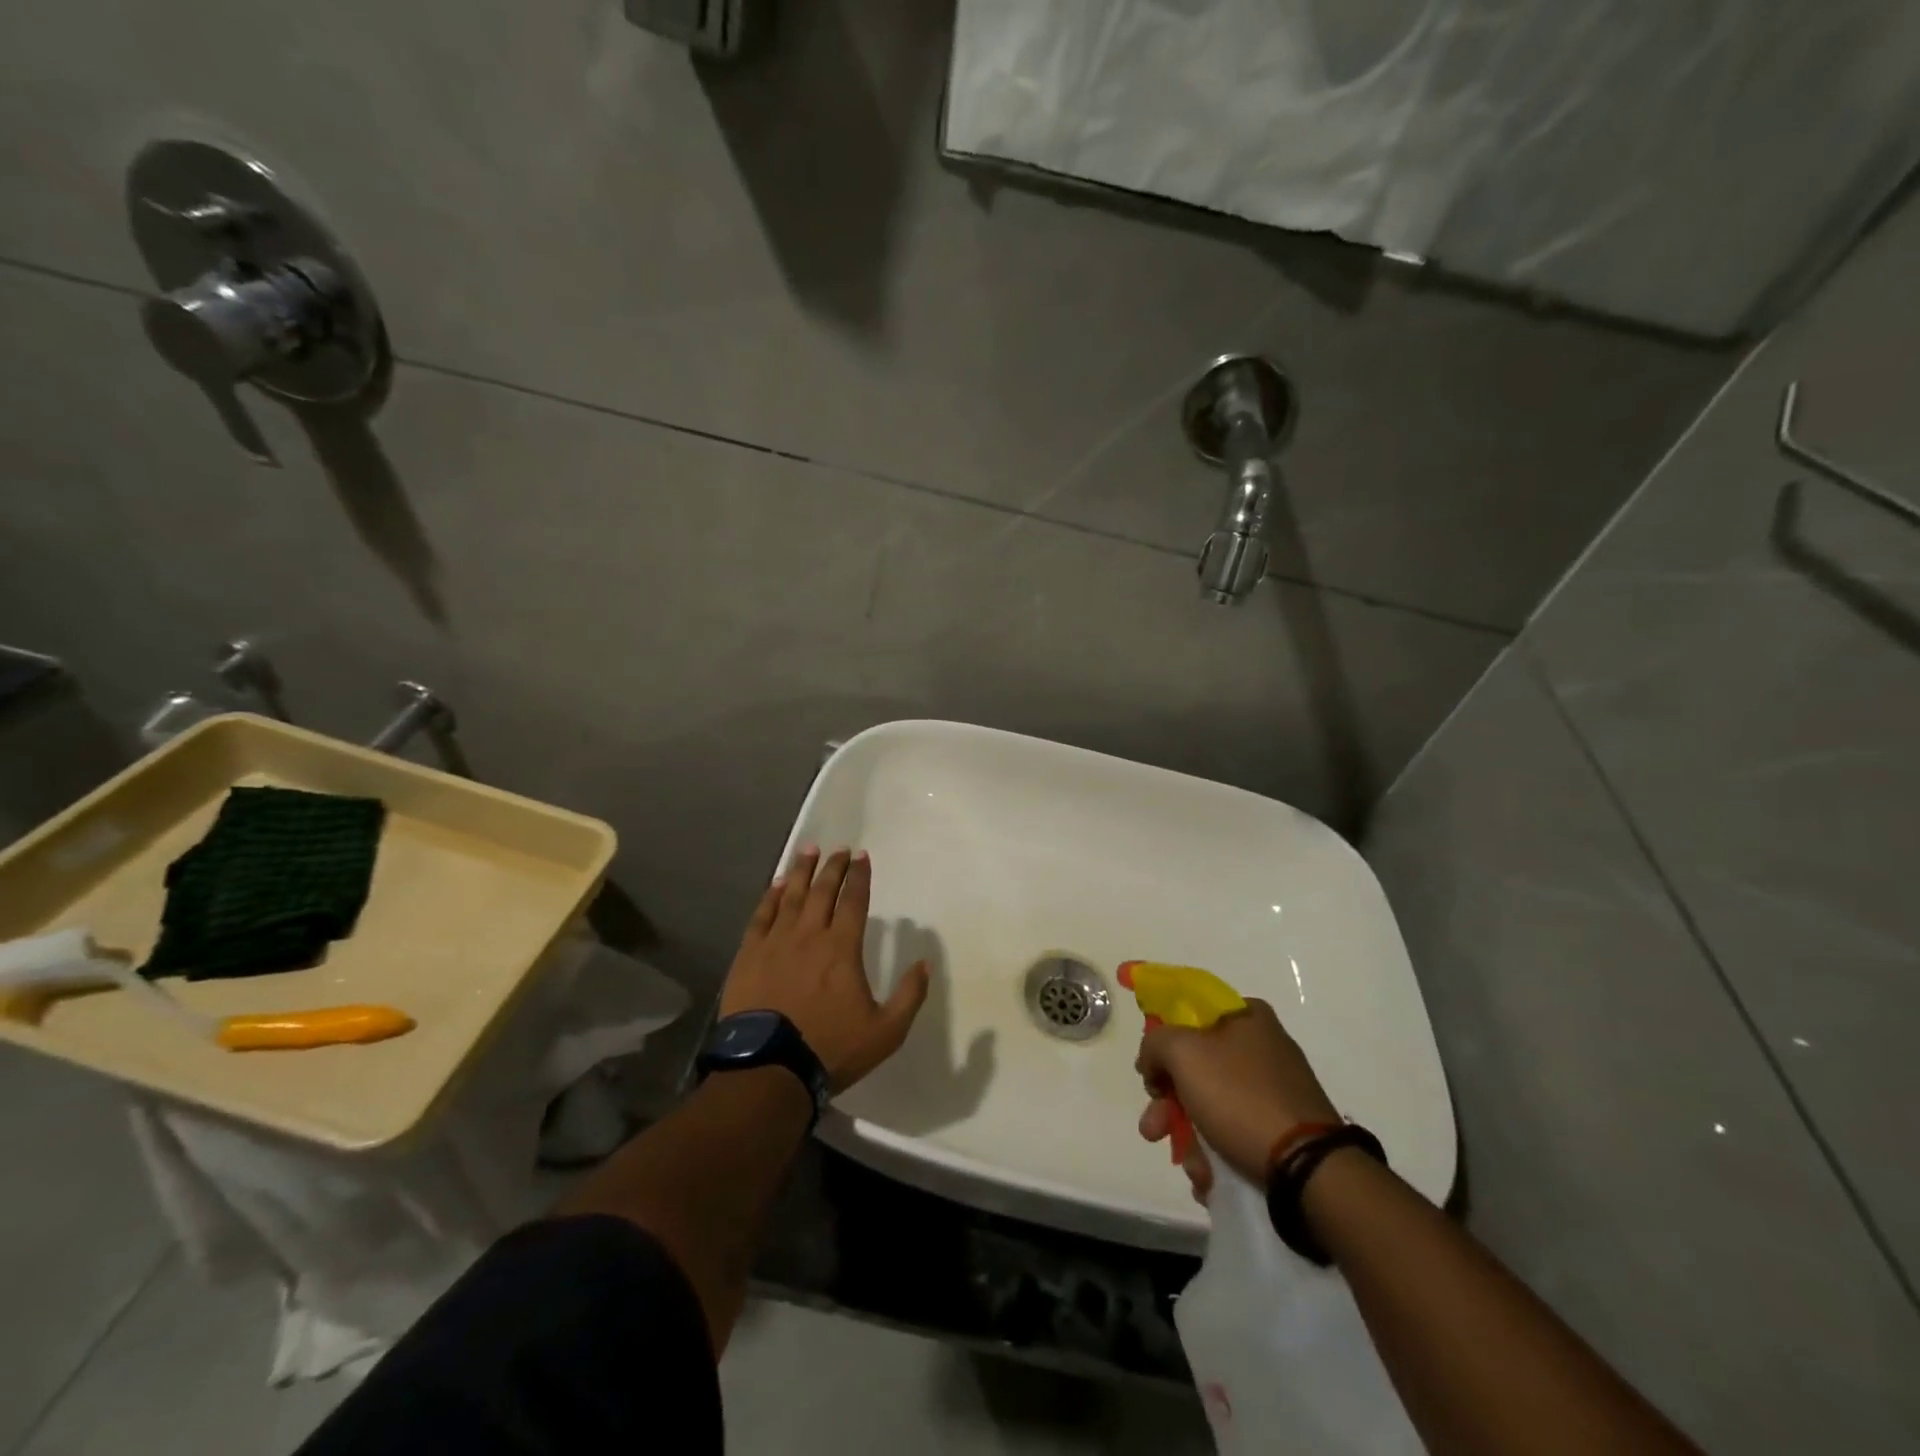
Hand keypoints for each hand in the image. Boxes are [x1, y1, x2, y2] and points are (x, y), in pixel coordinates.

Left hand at [720, 846, 929, 1091]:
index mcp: (842, 948)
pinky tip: (775, 884)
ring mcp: (775, 943)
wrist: (769, 1068)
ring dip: (801, 871)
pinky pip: (761, 916)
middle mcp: (809, 935)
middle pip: (822, 891)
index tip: (861, 856)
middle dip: (833, 867)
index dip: (859, 876)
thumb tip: (924, 964)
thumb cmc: (830, 1048)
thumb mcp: (886, 1032)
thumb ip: (909, 996)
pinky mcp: (749, 955)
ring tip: (809, 851)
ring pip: (790, 896)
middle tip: (839, 849)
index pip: (853, 901)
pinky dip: (770, 896)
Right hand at [1136, 998, 1338, 1194]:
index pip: (1189, 1014)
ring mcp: (1276, 1089)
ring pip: (1212, 1104)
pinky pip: (1236, 1131)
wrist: (1309, 1170)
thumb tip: (1153, 1061)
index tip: (1150, 1072)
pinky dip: (1217, 1153)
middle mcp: (1264, 1046)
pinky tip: (1210, 1177)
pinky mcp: (1285, 1129)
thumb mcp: (1182, 1052)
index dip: (1162, 1040)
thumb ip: (1155, 1043)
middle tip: (1152, 1128)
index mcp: (1247, 1016)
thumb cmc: (1240, 1097)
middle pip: (1196, 1065)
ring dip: (1190, 1136)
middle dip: (1168, 1102)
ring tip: (1191, 1167)